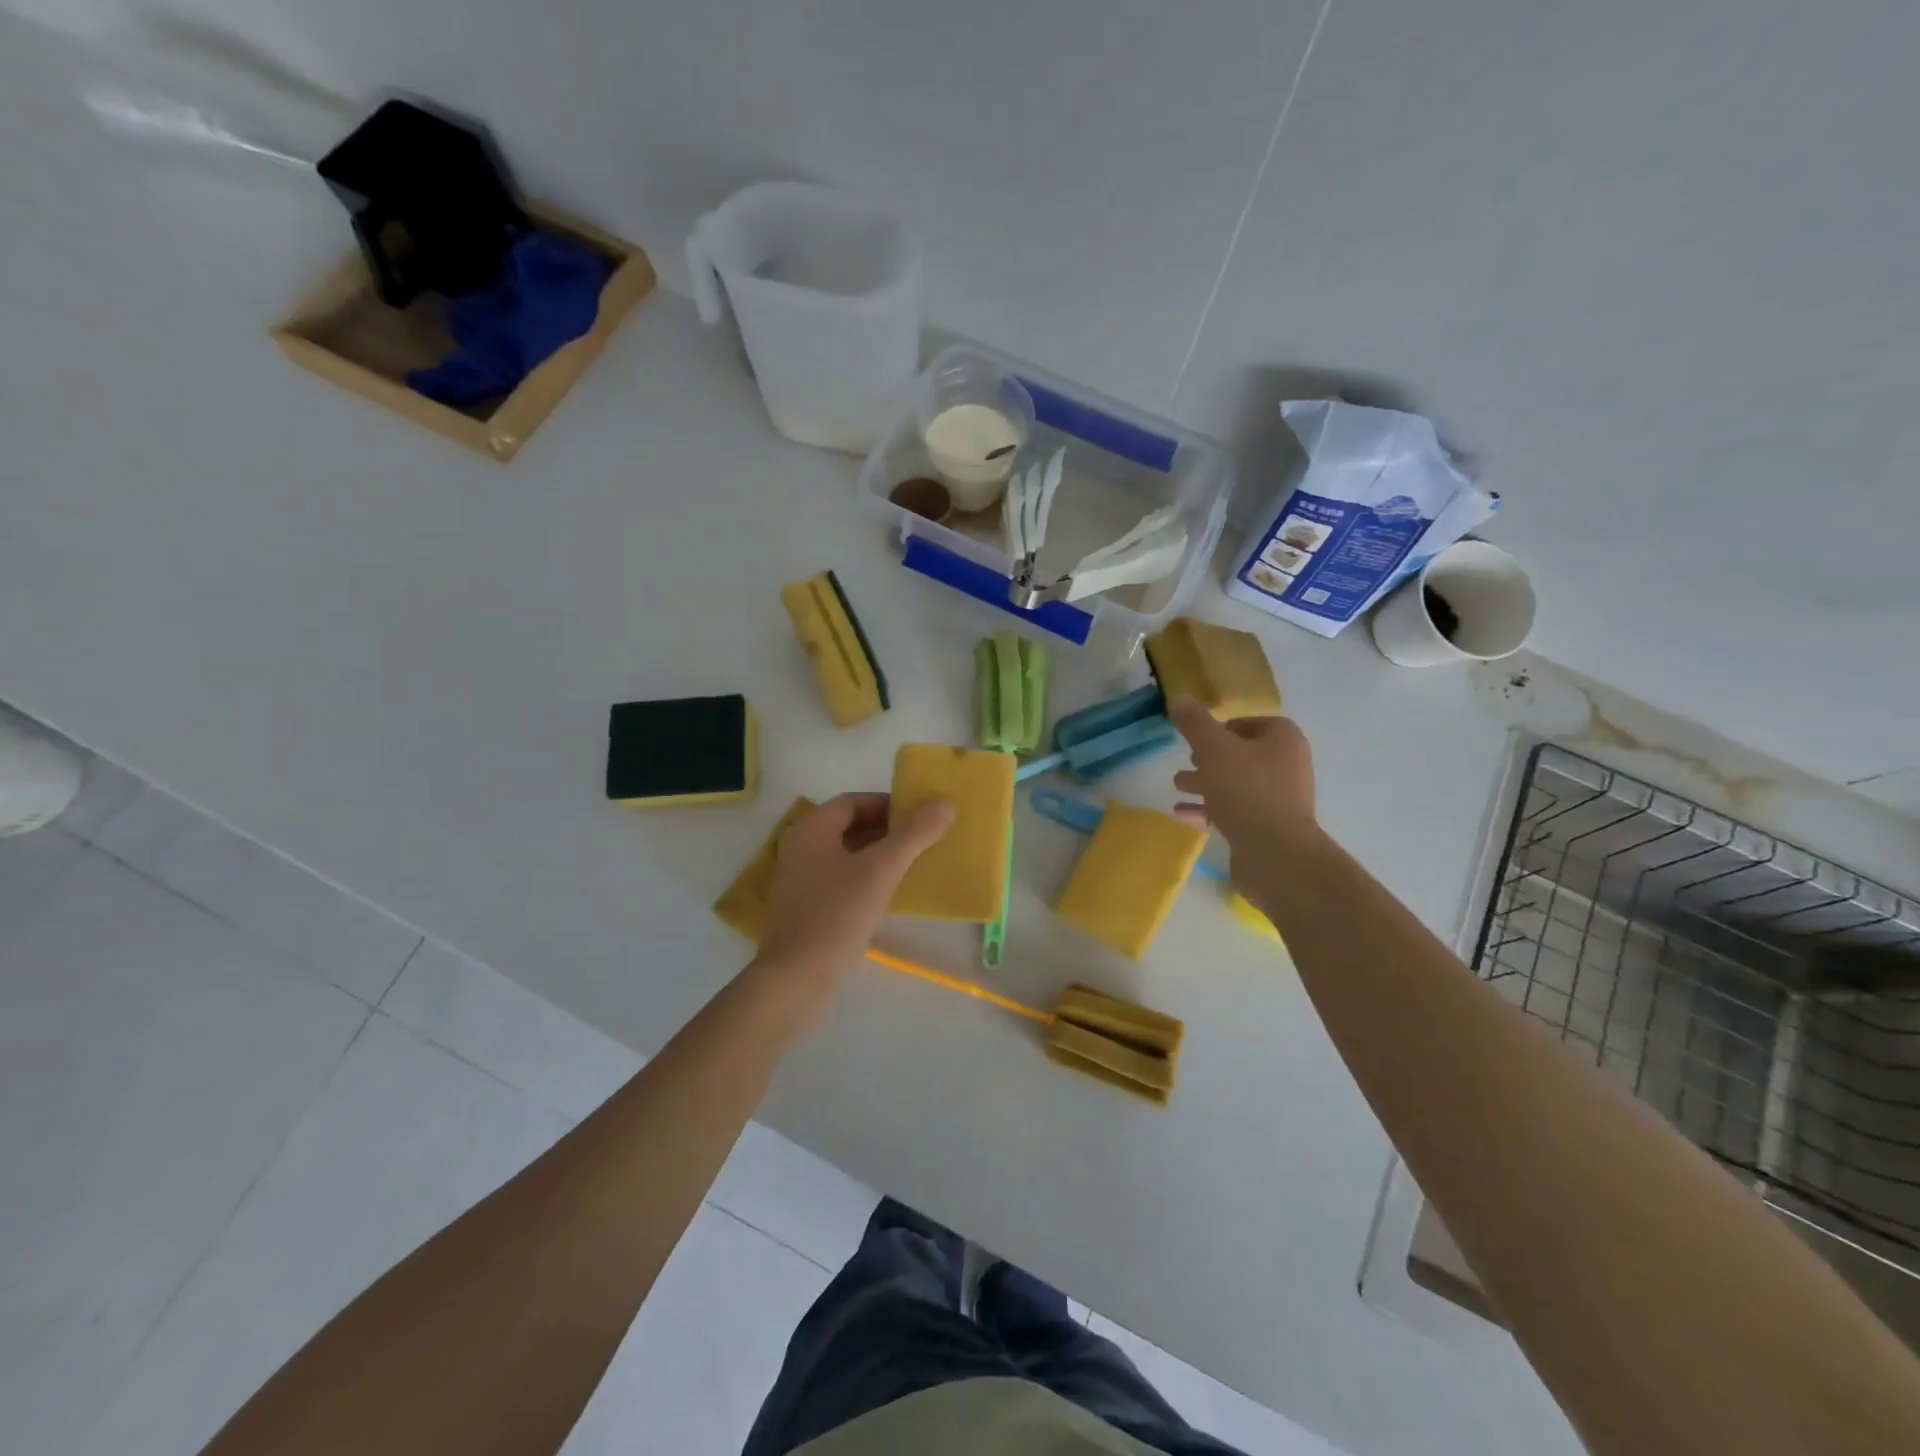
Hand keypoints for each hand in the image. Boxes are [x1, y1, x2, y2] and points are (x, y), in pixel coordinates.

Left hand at [757, 792, 954, 985]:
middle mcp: (801, 848)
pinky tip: (892, 892)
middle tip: (924, 838)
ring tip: (915, 862)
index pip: (854, 801)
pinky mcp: (807, 907)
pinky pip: (842, 880)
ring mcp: (801, 880)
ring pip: (847, 855)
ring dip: (880, 854)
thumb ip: (914, 834)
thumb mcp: (881, 869)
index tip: (921, 815)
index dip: (888, 804)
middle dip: (888, 830)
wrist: (796, 980)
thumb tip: (944, 804)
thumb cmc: (837, 915)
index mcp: (811, 829)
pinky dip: (867, 878)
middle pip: (850, 827)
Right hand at [1169, 697, 1317, 863]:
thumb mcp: (1213, 748)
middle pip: (1243, 754)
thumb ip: (1194, 722)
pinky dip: (1210, 810)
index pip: (1251, 723)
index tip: (1197, 737)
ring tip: (1177, 786)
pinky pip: (1235, 811)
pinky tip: (1183, 814)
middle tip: (1186, 761)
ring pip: (1236, 784)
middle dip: (1210, 758)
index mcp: (1283, 739)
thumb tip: (1179, 697)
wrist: (1276, 855)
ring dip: (1206, 784)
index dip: (1222, 727)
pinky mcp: (1269, 828)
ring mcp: (1280, 799)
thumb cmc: (1247, 791)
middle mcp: (1287, 766)